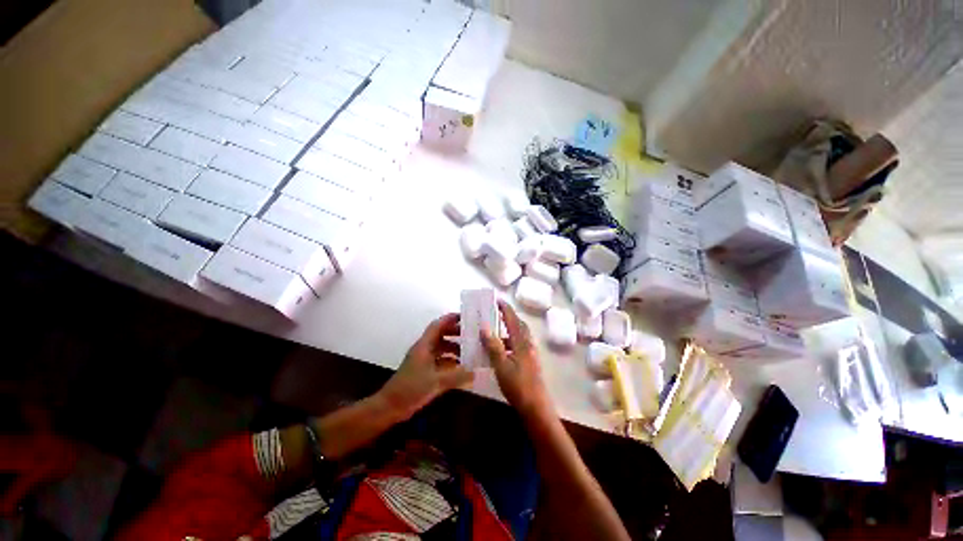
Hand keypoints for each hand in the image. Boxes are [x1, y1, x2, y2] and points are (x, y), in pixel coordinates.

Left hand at [379, 313, 473, 420]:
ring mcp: (423, 360)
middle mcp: (424, 349)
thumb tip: (475, 372)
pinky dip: (450, 361)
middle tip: (471, 335)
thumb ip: (457, 376)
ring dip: (454, 348)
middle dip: (455, 333)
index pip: (438, 325)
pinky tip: (460, 367)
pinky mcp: (423, 371)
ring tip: (469, 352)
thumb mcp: (436, 382)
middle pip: (441, 335)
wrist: (390, 406)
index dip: (450, 319)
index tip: (465, 317)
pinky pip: (439, 360)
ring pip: (441, 348)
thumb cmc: (411, 389)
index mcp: (424, 346)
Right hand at [481, 301, 551, 418]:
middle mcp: (528, 345)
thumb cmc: (518, 386)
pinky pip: (519, 345)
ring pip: (519, 336)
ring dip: (509, 329)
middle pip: (519, 325)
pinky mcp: (529, 362)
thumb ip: (493, 346)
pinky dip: (510, 342)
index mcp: (522, 342)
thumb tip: (484, 326)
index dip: (506, 309)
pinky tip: (501, 350)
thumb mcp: (502, 366)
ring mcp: (530, 354)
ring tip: (495, 330)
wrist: (536, 408)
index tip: (497, 300)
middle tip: (496, 312)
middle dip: (509, 317)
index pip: (513, 320)